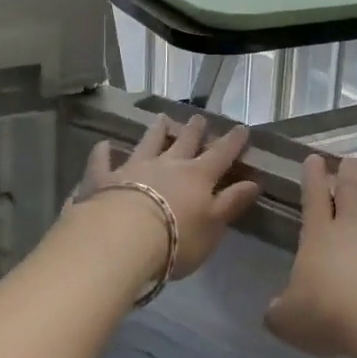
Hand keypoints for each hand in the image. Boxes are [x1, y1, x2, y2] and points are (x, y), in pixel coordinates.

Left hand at [78, 115, 260, 279]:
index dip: (232, 142)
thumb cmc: (176, 238)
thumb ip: (231, 203)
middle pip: (184, 142)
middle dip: (194, 130)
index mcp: (198, 176)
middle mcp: (167, 165)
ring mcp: (134, 168)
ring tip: (161, 118)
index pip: (221, 154)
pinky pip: (102, 162)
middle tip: (199, 117)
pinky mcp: (103, 179)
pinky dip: (103, 153)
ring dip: (156, 131)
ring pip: (147, 143)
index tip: (241, 128)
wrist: (121, 240)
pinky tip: (103, 145)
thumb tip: (254, 182)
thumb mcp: (213, 225)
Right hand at [266, 155, 356, 357]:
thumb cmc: (329, 314)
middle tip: (350, 159)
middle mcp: (352, 221)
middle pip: (350, 187)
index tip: (313, 158)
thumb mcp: (289, 319)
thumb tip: (272, 311)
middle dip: (349, 171)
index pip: (313, 197)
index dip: (313, 177)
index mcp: (318, 235)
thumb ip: (280, 311)